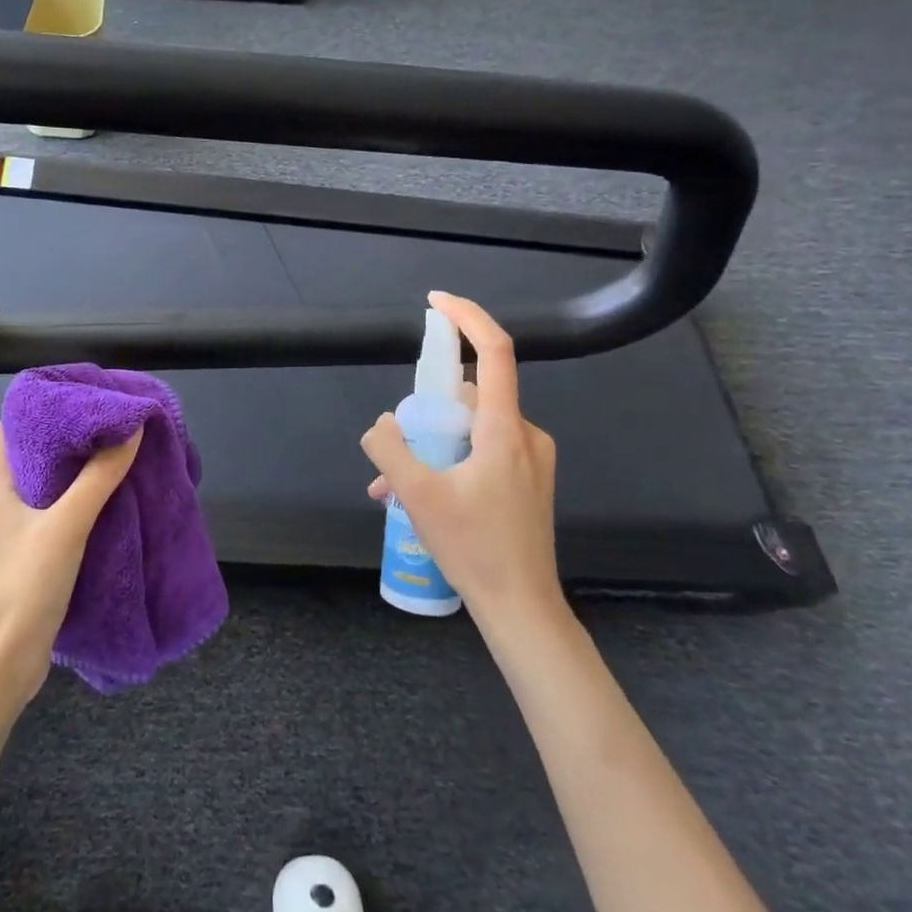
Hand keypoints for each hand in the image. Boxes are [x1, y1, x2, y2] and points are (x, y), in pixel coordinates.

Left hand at [0, 424, 141, 707]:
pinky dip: (80, 496)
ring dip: (79, 467)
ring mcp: (14, 526)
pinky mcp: (29, 550)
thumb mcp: (66, 525)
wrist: (3, 661)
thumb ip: (99, 477)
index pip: (14, 426)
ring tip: (117, 448)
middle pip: (35, 451)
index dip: (45, 405)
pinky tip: (110, 494)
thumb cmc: (24, 584)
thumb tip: (132, 428)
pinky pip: (56, 508)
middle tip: (111, 419)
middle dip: (71, 434)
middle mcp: (0, 498)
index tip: (84, 394)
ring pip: (48, 481)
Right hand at [360, 291, 562, 636]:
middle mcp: (525, 434)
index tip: (436, 302)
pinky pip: (483, 450)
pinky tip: (421, 497)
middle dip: (428, 410)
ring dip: (433, 443)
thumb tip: (380, 425)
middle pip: (472, 395)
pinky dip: (450, 460)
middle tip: (397, 444)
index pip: (494, 351)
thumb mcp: (418, 497)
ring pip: (474, 427)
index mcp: (505, 429)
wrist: (522, 608)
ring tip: (396, 485)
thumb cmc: (474, 549)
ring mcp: (531, 458)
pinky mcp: (528, 479)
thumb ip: (391, 451)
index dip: (467, 317)